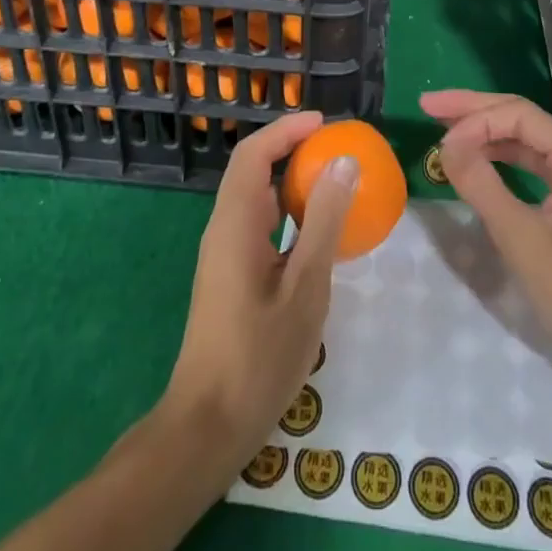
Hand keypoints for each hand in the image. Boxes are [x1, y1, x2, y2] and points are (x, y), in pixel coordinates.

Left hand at [161, 112, 359, 465]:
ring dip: (290, 183)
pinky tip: (315, 234)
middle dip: (291, 150)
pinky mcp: (229, 276)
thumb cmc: (258, 356)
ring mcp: (223, 254)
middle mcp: (223, 228)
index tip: (324, 123)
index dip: (286, 130)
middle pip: (252, 170)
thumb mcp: (305, 288)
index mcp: (235, 223)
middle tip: (335, 150)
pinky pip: (259, 226)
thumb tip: (344, 162)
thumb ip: (324, 222)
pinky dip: (286, 214)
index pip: (254, 153)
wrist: (207, 427)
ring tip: (332, 183)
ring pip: (256, 199)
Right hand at [420, 90, 551, 387]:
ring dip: (486, 133)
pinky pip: (534, 166)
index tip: (437, 136)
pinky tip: (478, 162)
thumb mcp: (524, 241)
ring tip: (444, 128)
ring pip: (526, 142)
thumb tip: (446, 143)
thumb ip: (482, 186)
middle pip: (522, 119)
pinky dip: (502, 160)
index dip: (474, 118)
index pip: (518, 114)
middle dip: (474, 111)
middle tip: (429, 105)